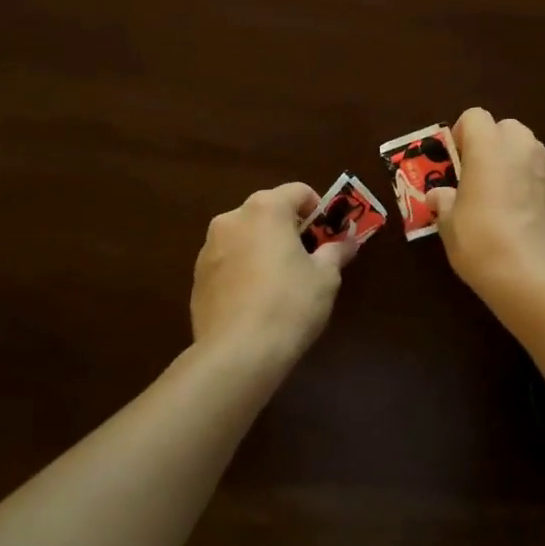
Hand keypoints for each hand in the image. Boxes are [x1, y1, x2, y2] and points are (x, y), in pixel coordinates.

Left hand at [191, 182, 355, 370]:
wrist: (237, 354)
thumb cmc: (289, 304)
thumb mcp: (326, 277)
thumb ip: (336, 251)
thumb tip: (347, 241)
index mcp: (265, 209)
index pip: (299, 191)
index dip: (318, 209)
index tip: (328, 235)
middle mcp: (232, 218)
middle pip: (268, 211)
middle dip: (289, 228)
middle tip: (307, 258)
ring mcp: (208, 248)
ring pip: (245, 236)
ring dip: (263, 247)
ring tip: (279, 282)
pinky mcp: (197, 277)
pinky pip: (228, 261)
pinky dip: (243, 270)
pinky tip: (255, 301)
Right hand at [426, 109, 544, 302]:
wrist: (537, 277)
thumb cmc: (482, 241)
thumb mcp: (449, 225)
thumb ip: (444, 202)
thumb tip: (440, 195)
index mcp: (489, 146)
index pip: (474, 116)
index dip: (463, 135)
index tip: (457, 163)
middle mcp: (523, 148)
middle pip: (506, 129)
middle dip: (493, 147)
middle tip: (479, 179)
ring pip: (529, 154)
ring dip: (515, 167)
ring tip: (503, 203)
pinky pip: (544, 181)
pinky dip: (534, 192)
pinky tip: (526, 224)